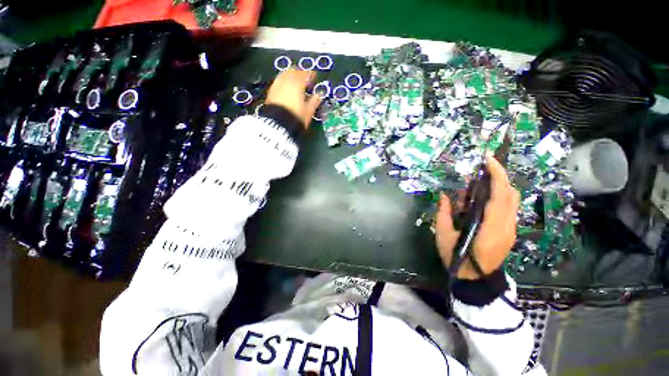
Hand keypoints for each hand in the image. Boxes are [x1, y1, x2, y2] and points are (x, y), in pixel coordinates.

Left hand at [265, 69, 321, 127]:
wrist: (276, 125)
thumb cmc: (296, 117)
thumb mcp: (309, 111)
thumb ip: (314, 101)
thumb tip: (319, 95)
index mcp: (297, 83)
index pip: (306, 74)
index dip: (311, 75)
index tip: (315, 78)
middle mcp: (286, 80)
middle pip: (294, 71)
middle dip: (300, 74)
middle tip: (305, 81)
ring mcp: (276, 85)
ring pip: (284, 75)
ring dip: (291, 77)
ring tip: (295, 85)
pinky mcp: (270, 92)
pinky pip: (279, 82)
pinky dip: (284, 83)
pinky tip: (287, 91)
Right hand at [435, 155, 519, 279]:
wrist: (475, 279)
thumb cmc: (457, 257)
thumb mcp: (444, 235)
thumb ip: (443, 214)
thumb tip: (443, 196)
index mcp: (491, 226)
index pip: (501, 195)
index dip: (497, 175)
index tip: (488, 160)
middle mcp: (506, 225)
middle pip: (511, 194)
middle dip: (500, 176)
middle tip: (483, 167)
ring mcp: (510, 229)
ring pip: (513, 201)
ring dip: (501, 186)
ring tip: (483, 180)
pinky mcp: (509, 232)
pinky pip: (509, 208)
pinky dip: (500, 197)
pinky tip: (484, 197)